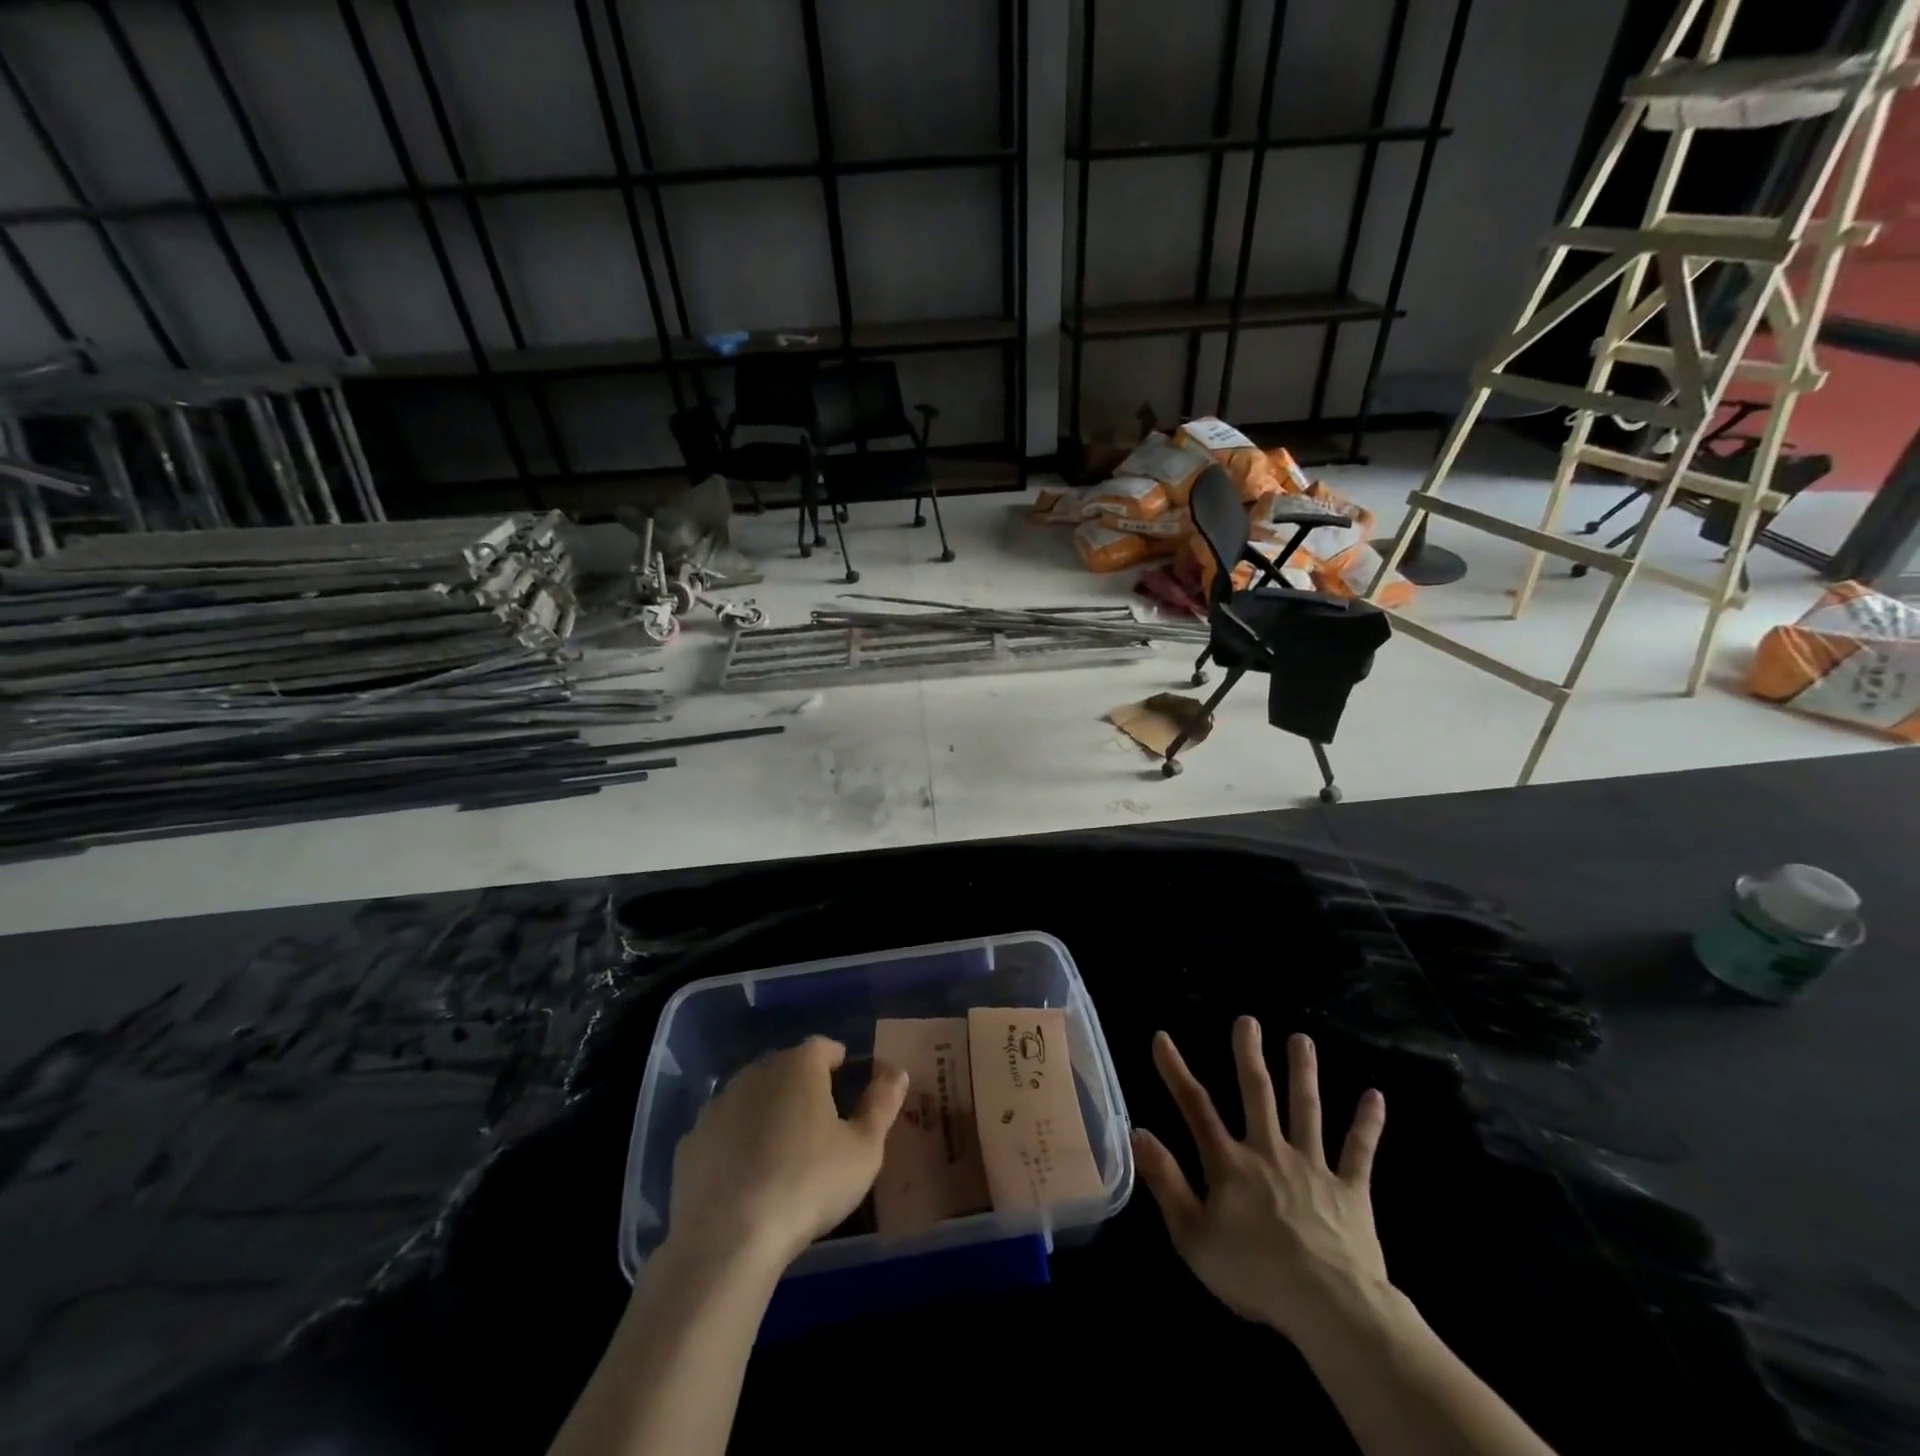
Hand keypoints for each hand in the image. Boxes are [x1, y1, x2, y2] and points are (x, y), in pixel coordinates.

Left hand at [668, 1036, 907, 1270]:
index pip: (823, 1046)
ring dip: (767, 1112)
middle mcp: (755, 1073)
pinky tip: (746, 1177)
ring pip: (751, 1097)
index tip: (848, 1082)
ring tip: (783, 1150)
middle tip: (820, 1120)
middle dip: (802, 1085)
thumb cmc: (808, 1185)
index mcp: (799, 1066)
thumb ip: (882, 1105)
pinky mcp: (689, 1142)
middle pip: (785, 1068)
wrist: (727, 1240)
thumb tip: (897, 1072)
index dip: (838, 1061)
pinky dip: (735, 1143)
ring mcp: (717, 1105)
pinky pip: (723, 1131)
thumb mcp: (863, 1150)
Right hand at [1132, 1019, 1389, 1345]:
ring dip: (1303, 1072)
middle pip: (1257, 1093)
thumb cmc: (1255, 1275)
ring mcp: (1313, 1166)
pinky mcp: (1350, 1190)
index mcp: (1230, 1163)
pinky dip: (1367, 1123)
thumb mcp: (1193, 1237)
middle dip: (1249, 1054)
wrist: (1331, 1308)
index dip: (1175, 1070)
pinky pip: (1359, 1151)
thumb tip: (1138, 1132)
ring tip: (1302, 1039)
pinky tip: (1375, 1096)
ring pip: (1307, 1109)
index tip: (1162, 1037)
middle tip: (1248, 1020)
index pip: (1195, 1106)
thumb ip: (1166, 1182)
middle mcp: (1270, 1151)